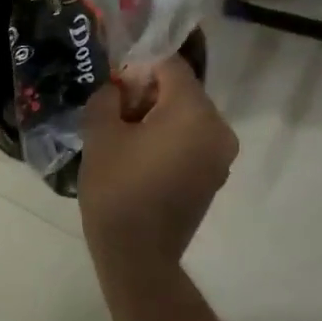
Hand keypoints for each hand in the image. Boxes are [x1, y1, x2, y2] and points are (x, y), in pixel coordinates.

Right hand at [78, 55, 237, 261]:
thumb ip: (108, 96)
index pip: (170, 65)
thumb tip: (118, 88)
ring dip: (158, 115)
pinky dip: (170, 138)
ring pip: (188, 116)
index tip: (113, 80)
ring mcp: (221, 156)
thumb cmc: (117, 188)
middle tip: (114, 108)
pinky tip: (140, 155)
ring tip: (124, 134)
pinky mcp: (215, 176)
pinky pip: (193, 140)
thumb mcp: (100, 133)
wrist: (138, 255)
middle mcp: (218, 128)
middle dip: (148, 91)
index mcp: (194, 111)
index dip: (138, 65)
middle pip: (182, 90)